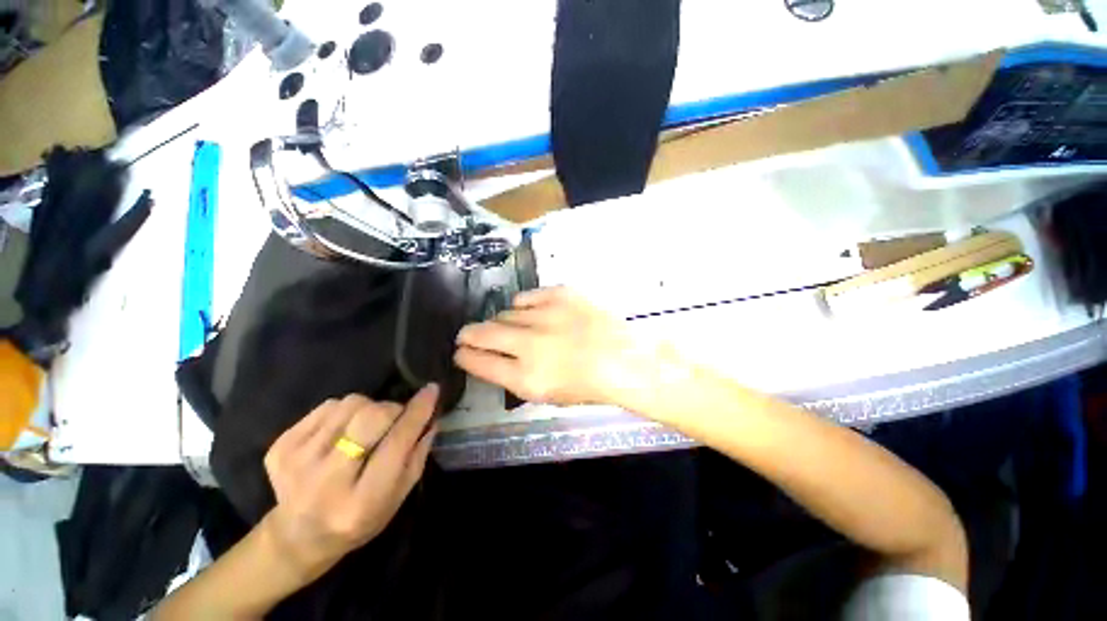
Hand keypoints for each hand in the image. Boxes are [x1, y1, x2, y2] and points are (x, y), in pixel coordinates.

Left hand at [259, 386, 438, 581]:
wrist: (298, 536)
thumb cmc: (360, 519)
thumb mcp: (398, 497)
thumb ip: (417, 455)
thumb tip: (431, 416)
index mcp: (362, 500)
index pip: (397, 442)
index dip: (418, 412)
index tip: (431, 390)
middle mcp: (327, 481)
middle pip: (370, 417)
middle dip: (391, 409)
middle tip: (394, 418)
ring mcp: (297, 462)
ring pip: (350, 404)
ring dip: (368, 408)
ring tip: (364, 429)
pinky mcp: (280, 447)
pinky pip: (328, 406)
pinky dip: (344, 411)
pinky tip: (340, 432)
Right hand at [454, 287, 653, 405]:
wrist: (623, 359)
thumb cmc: (587, 385)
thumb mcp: (545, 394)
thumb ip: (513, 377)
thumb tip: (491, 358)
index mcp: (526, 377)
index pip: (479, 361)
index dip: (465, 356)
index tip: (460, 352)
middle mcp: (529, 344)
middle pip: (483, 332)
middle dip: (469, 334)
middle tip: (467, 334)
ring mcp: (545, 315)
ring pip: (505, 313)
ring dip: (504, 322)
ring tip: (515, 327)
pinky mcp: (559, 295)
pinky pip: (526, 297)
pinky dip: (523, 306)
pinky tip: (531, 313)